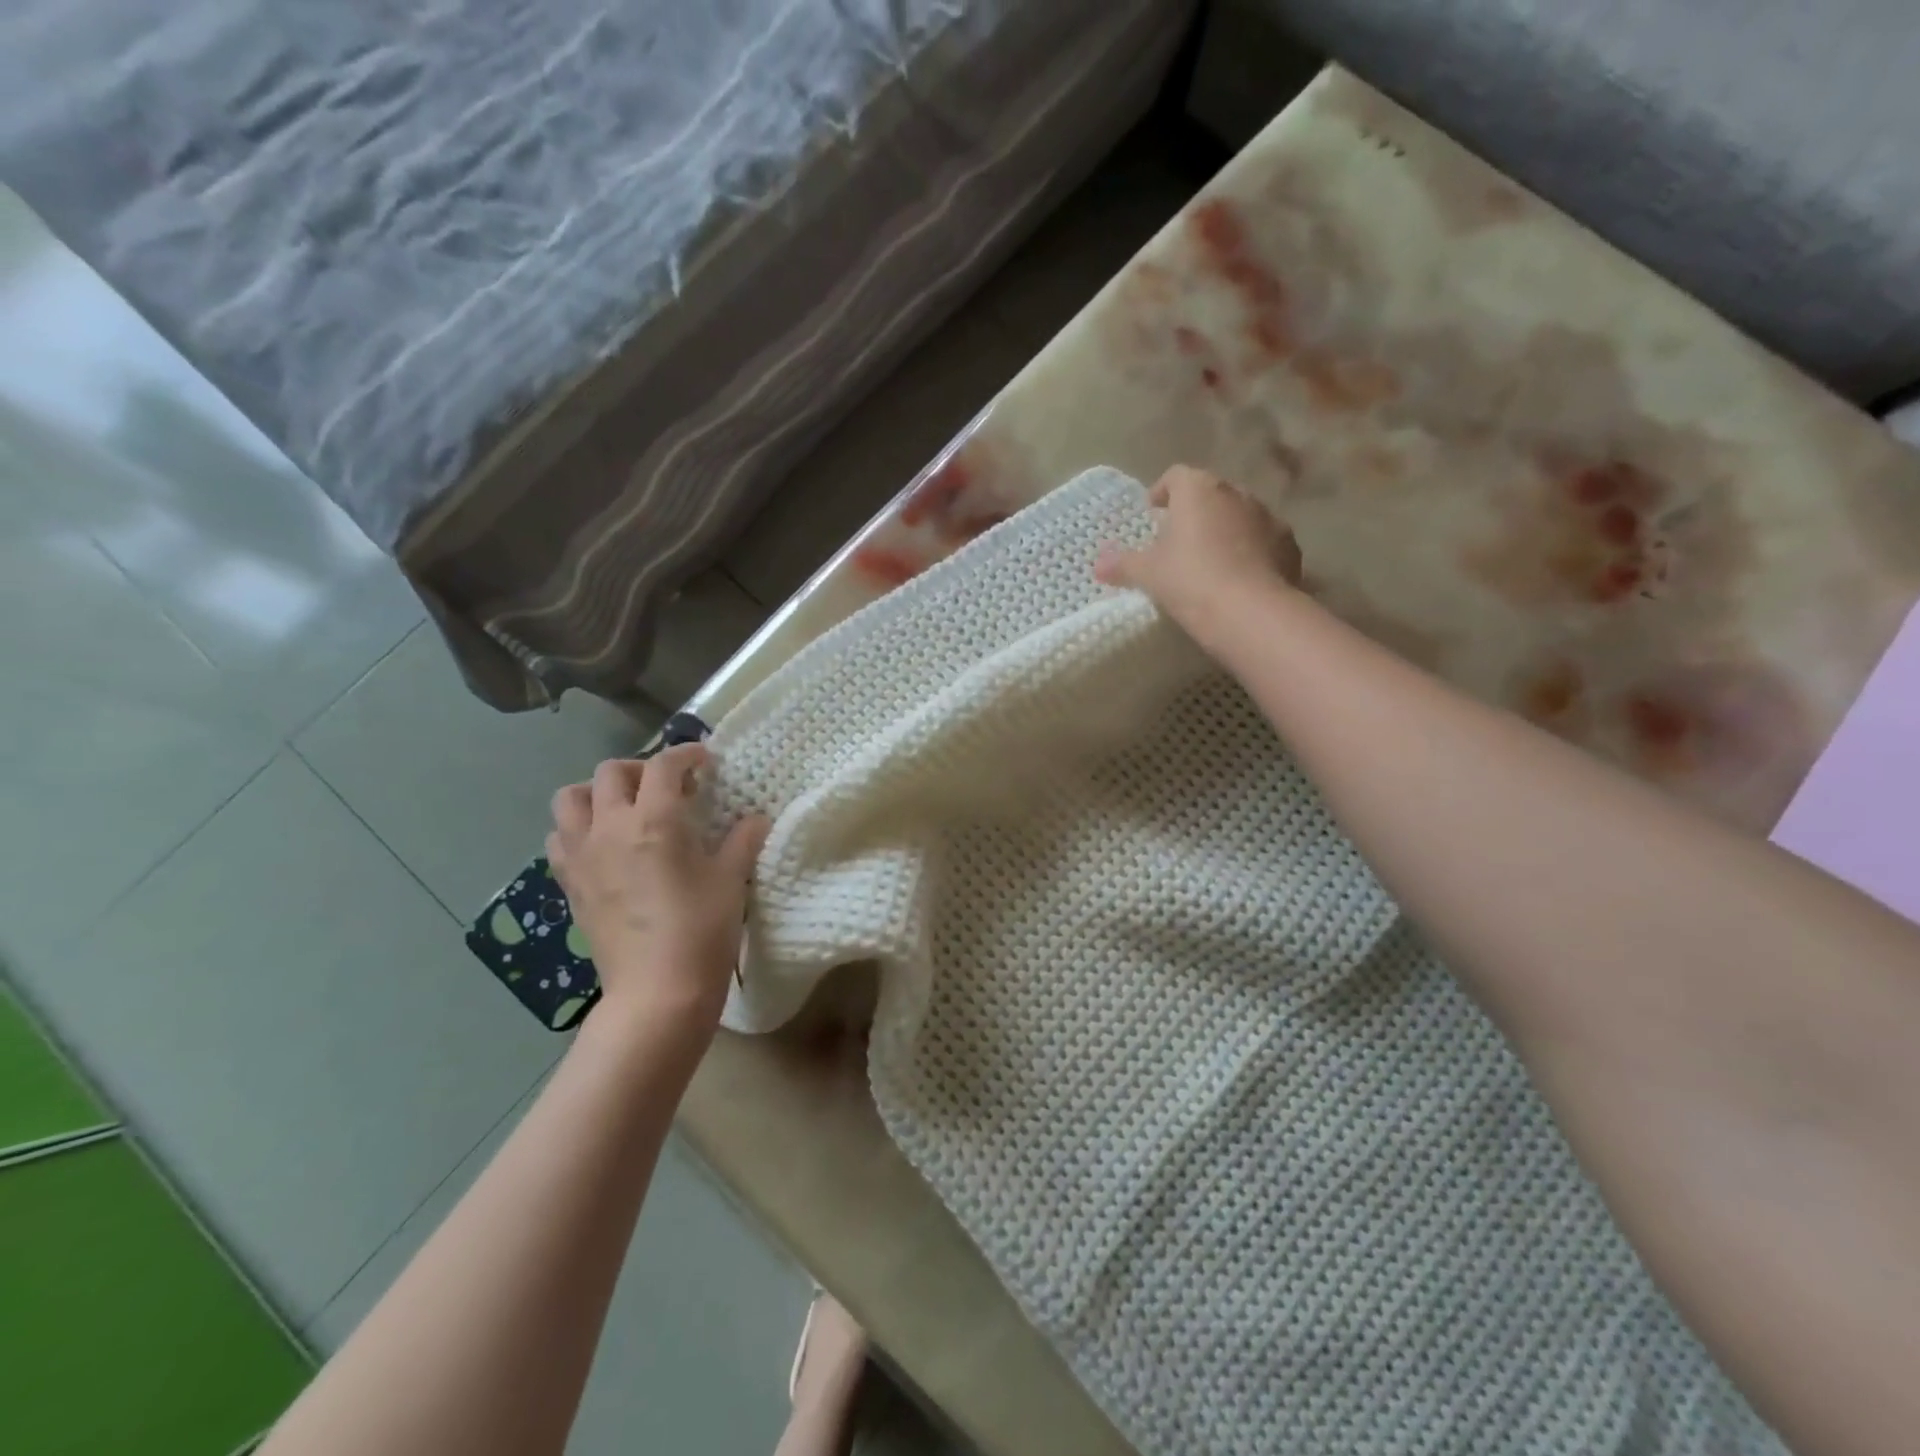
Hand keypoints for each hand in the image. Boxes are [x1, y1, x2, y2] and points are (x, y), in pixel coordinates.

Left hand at [547, 746, 769, 1043]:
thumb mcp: (731, 879)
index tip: (704, 760)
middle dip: (640, 769)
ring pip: (569, 800)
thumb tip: (755, 819)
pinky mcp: (569, 884)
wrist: (658, 991)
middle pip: (610, 773)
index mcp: (655, 819)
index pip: (664, 765)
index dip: (686, 754)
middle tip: (666, 787)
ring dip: (596, 793)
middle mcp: (610, 827)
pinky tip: (603, 846)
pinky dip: (577, 830)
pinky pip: (559, 839)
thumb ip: (742, 840)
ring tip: (623, 809)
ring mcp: (582, 856)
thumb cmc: (702, 929)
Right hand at [1095, 465, 1302, 649]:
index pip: (1177, 475)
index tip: (1153, 513)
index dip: (1163, 491)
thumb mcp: (1147, 574)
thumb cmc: (1189, 580)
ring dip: (1225, 531)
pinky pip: (1264, 542)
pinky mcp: (1289, 545)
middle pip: (1211, 494)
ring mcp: (1269, 517)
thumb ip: (1122, 564)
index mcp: (1199, 490)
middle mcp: (1237, 493)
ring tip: (1210, 562)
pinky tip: (1239, 579)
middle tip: (1178, 541)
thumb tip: (1098, 564)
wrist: (1250, 612)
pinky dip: (1251, 552)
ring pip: (1240, 516)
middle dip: (1195, 512)